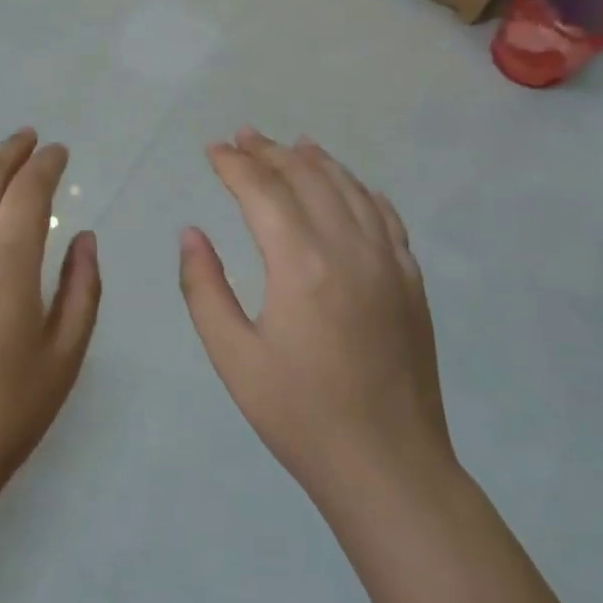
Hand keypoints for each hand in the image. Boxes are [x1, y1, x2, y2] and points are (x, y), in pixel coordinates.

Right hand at [178, 128, 453, 508]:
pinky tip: (352, 186)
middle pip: (306, 178)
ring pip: (350, 189)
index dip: (233, 164)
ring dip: (316, 162)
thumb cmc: (299, 414)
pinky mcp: (410, 282)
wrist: (388, 466)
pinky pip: (387, 217)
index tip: (212, 149)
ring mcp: (387, 262)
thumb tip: (192, 233)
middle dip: (270, 152)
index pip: (262, 191)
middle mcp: (348, 247)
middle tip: (242, 136)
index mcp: (299, 262)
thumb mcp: (232, 355)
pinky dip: (363, 191)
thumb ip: (204, 287)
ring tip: (292, 144)